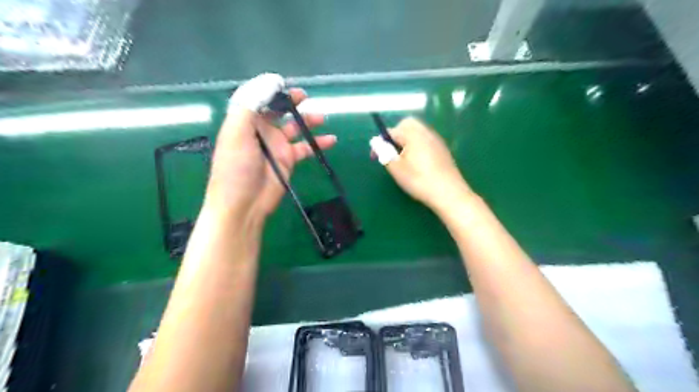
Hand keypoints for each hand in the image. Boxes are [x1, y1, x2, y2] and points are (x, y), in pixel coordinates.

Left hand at [205, 74, 335, 222]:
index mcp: (245, 121)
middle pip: (278, 110)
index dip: (271, 90)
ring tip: (321, 118)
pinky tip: (331, 140)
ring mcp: (276, 145)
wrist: (244, 205)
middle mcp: (261, 130)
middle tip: (305, 97)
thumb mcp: (236, 133)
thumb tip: (271, 81)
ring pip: (295, 127)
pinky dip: (318, 143)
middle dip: (291, 102)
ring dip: (308, 121)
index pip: (259, 98)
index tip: (286, 86)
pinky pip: (306, 147)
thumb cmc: (236, 168)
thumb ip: (250, 105)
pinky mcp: (288, 160)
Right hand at [381, 116, 471, 210]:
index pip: (392, 131)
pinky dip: (417, 145)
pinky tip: (417, 163)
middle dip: (396, 135)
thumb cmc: (419, 180)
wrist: (449, 193)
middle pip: (408, 124)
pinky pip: (426, 140)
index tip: (375, 157)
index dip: (380, 142)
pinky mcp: (443, 150)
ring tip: (403, 159)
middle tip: (390, 152)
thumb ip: (384, 152)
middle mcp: (426, 133)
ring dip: (407, 140)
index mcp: (413, 135)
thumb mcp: (396, 168)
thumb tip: (376, 142)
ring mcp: (437, 140)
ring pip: (418, 132)